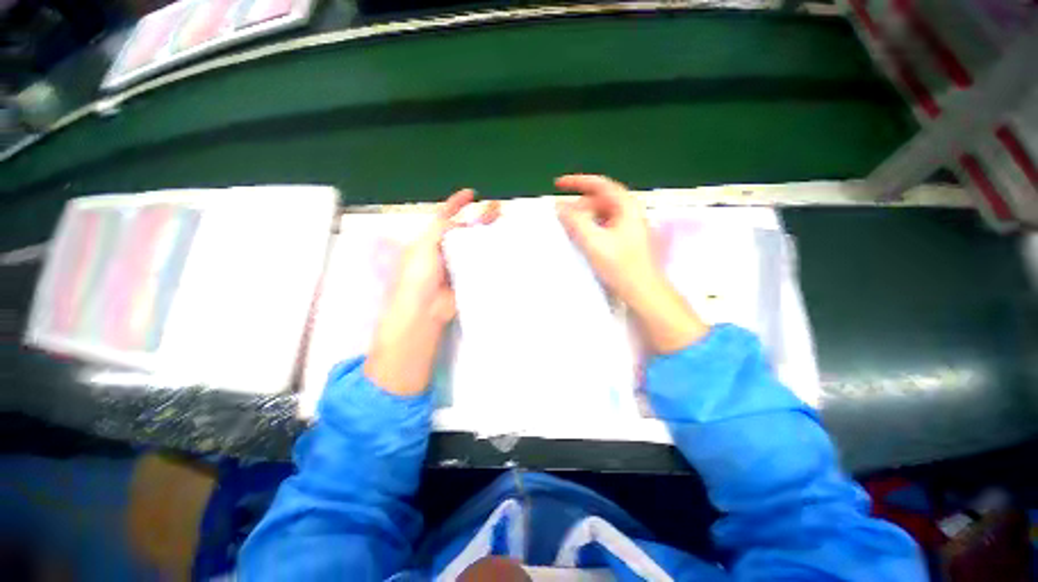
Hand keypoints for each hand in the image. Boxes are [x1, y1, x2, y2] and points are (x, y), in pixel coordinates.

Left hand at [365, 190, 498, 395]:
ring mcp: (457, 264)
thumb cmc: (418, 275)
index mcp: (429, 240)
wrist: (425, 309)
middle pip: (464, 229)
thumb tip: (461, 219)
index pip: (444, 216)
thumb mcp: (424, 246)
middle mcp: (444, 249)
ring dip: (487, 234)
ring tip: (503, 223)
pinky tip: (502, 246)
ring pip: (474, 244)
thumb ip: (441, 229)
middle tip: (497, 208)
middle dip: (479, 217)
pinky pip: (480, 262)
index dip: (456, 203)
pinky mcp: (468, 277)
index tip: (471, 193)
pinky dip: (490, 254)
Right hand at [555, 174, 707, 352]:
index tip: (558, 185)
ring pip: (601, 214)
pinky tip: (582, 239)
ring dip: (584, 218)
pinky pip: (604, 226)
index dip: (577, 182)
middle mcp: (630, 212)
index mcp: (626, 206)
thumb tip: (559, 207)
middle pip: (600, 200)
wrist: (644, 291)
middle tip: (561, 215)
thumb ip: (575, 221)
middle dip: (579, 205)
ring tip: (569, 228)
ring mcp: (629, 226)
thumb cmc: (621, 266)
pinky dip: (591, 228)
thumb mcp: (594, 241)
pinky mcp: (626, 240)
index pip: (600, 184)